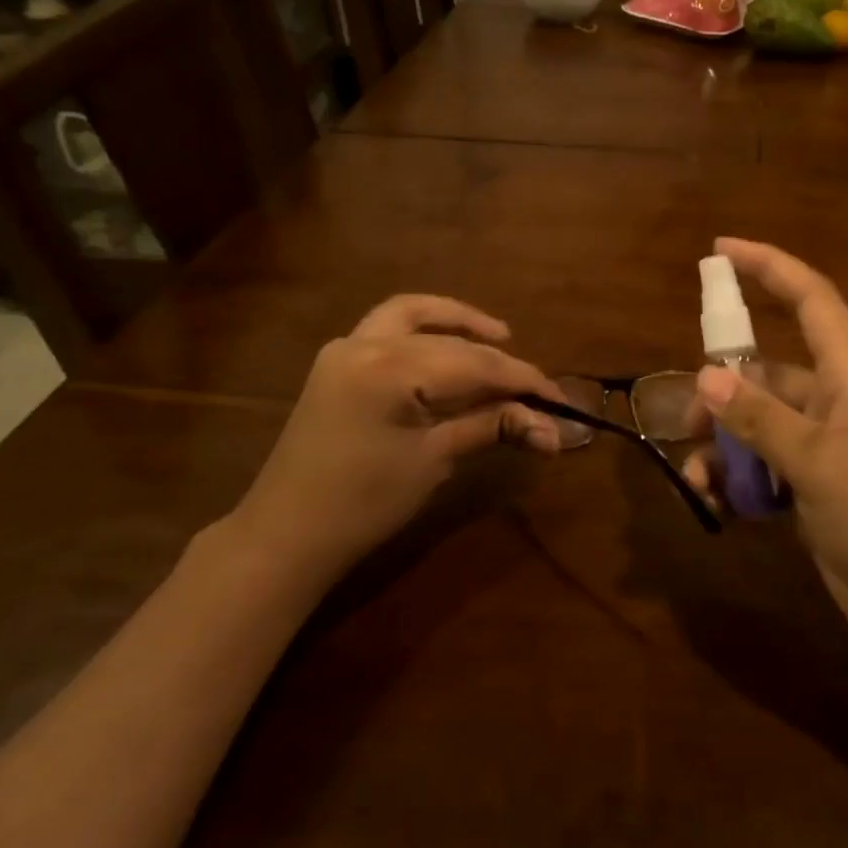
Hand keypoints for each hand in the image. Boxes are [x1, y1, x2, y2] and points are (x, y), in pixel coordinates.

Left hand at [214, 295, 563, 594]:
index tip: (560, 402)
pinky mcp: (337, 362)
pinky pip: (388, 327)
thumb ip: (491, 427)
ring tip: (499, 335)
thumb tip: (551, 429)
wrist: (287, 533)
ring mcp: (346, 347)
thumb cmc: (365, 504)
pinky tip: (447, 346)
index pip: (477, 365)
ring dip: (458, 321)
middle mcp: (367, 343)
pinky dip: (424, 329)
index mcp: (392, 368)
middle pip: (452, 343)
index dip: (524, 381)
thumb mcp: (435, 460)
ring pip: (413, 314)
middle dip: (499, 363)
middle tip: (535, 390)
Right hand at [682, 239, 847, 660]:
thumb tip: (705, 376)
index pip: (810, 300)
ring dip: (724, 447)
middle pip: (768, 373)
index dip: (768, 267)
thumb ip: (761, 419)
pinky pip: (765, 471)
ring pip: (759, 427)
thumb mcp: (819, 465)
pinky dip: (738, 483)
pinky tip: (717, 505)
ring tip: (697, 478)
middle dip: (722, 390)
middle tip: (687, 421)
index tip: (719, 251)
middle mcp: (837, 405)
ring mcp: (827, 451)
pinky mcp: (817, 493)